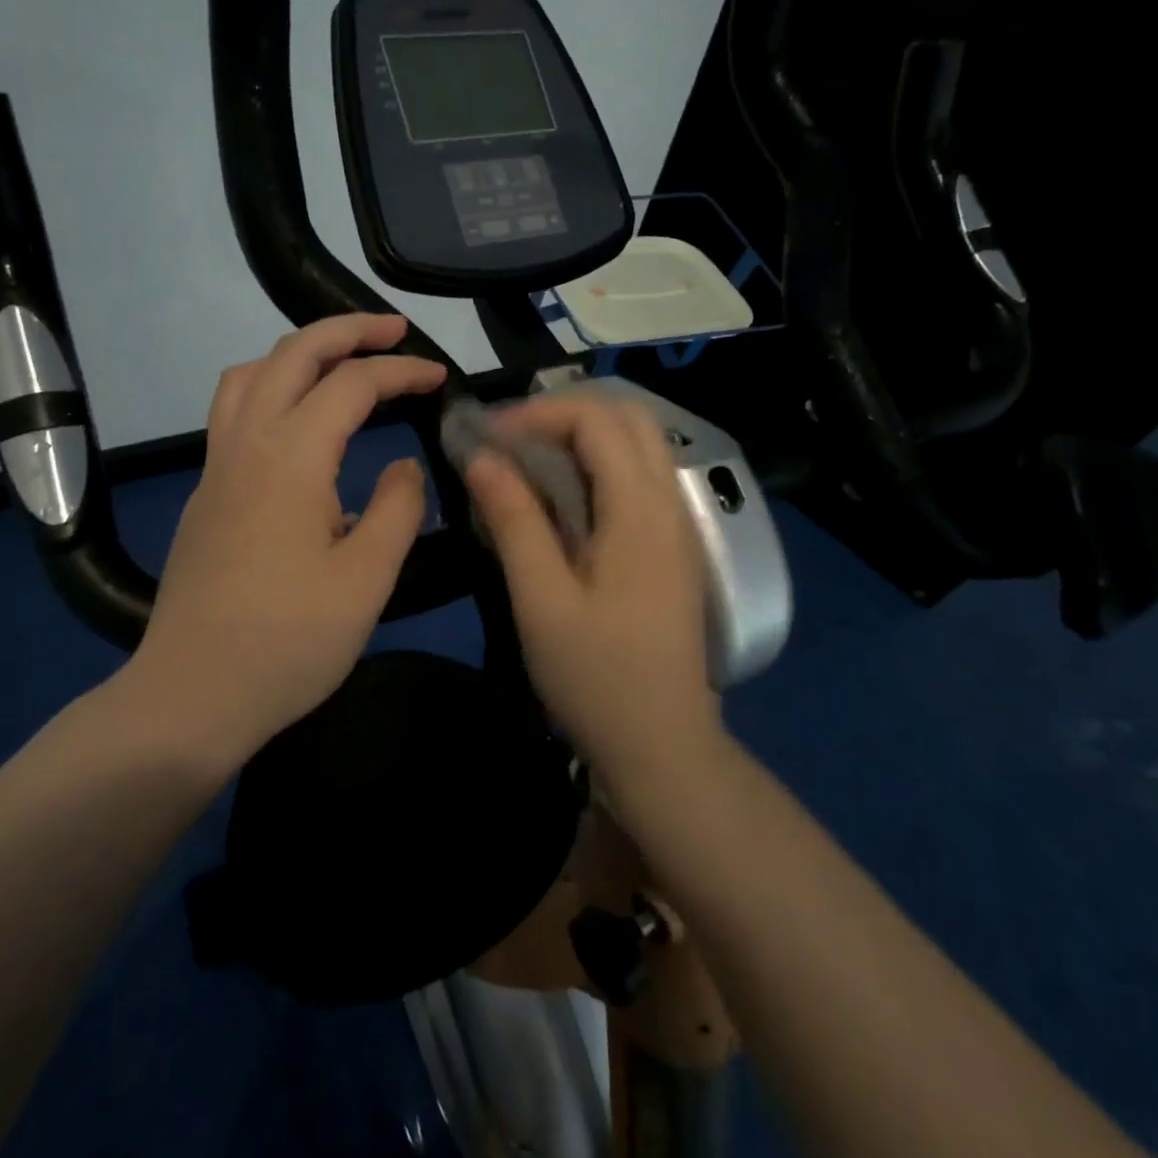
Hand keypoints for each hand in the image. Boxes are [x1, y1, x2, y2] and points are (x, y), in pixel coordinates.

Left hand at [132, 314, 446, 761]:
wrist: (191, 695)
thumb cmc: (288, 642)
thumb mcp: (366, 579)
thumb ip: (397, 508)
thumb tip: (403, 465)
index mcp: (290, 458)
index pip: (350, 384)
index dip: (400, 370)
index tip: (440, 377)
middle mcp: (245, 445)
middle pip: (291, 354)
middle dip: (346, 330)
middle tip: (393, 330)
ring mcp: (215, 468)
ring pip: (248, 376)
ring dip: (297, 353)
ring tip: (340, 363)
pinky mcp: (204, 495)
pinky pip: (232, 412)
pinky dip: (271, 388)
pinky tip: (299, 426)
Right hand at [464, 391, 721, 770]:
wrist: (663, 744)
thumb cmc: (596, 677)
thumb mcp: (541, 600)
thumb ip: (514, 521)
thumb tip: (481, 457)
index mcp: (640, 511)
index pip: (596, 420)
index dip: (537, 413)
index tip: (486, 437)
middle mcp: (669, 503)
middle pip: (627, 417)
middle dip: (563, 412)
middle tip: (509, 438)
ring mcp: (677, 524)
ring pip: (638, 443)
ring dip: (582, 434)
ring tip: (526, 458)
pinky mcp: (671, 545)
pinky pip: (639, 475)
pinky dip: (597, 462)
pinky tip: (559, 495)